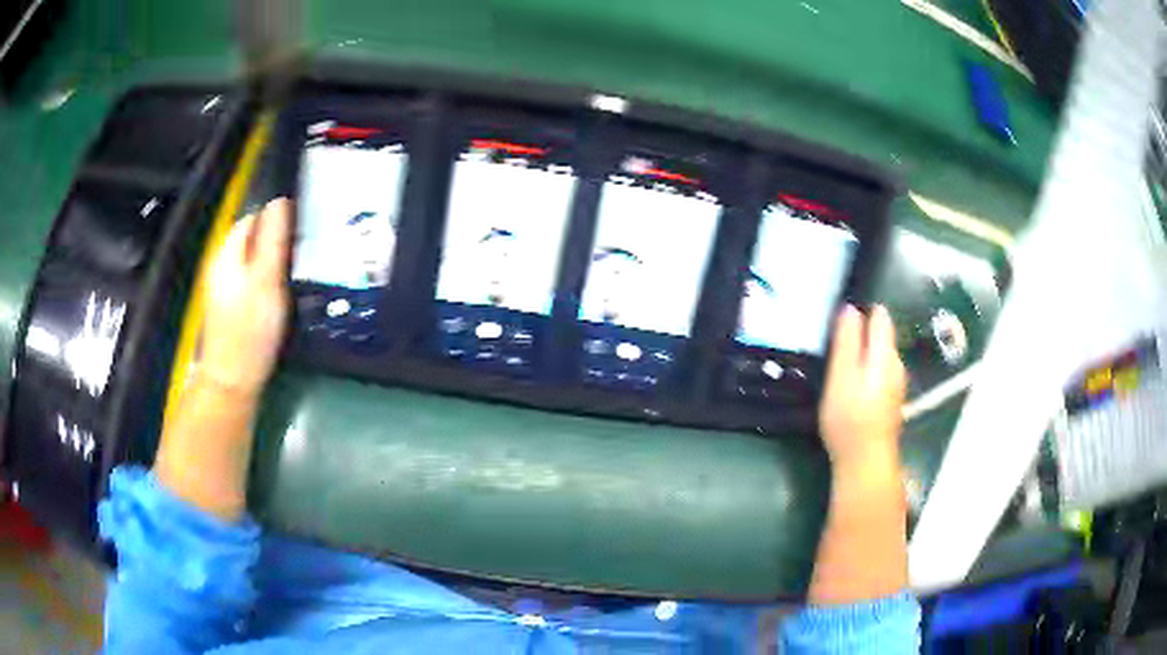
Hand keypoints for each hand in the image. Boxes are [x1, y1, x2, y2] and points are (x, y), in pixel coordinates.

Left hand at [199, 199, 291, 394]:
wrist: (232, 380)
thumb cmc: (250, 329)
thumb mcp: (267, 280)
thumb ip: (273, 240)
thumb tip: (282, 201)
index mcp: (227, 252)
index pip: (253, 217)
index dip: (277, 217)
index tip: (303, 229)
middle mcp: (222, 264)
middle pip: (252, 238)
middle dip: (276, 239)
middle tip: (304, 251)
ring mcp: (225, 286)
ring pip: (253, 259)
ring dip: (274, 259)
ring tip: (297, 269)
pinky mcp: (232, 306)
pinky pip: (252, 279)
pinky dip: (268, 279)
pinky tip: (281, 292)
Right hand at [818, 305, 907, 470]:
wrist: (866, 462)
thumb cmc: (849, 420)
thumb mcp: (840, 378)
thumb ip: (846, 342)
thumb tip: (849, 309)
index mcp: (884, 353)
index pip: (880, 315)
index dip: (861, 311)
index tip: (840, 320)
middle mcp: (896, 363)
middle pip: (881, 335)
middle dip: (861, 333)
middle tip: (834, 347)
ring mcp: (897, 382)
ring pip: (880, 355)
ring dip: (863, 354)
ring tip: (840, 367)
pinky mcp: (891, 399)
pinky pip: (880, 372)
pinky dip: (867, 371)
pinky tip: (853, 388)